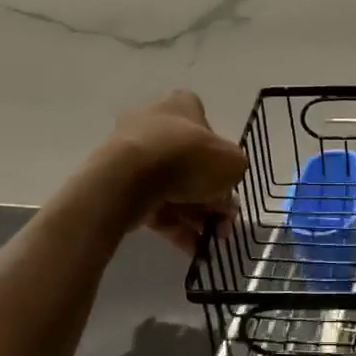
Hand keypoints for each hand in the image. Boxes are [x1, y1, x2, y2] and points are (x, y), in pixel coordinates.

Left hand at [99, 90, 246, 252]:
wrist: (131, 178)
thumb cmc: (189, 158)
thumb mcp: (232, 163)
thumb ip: (234, 172)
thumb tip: (224, 190)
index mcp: (181, 106)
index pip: (206, 128)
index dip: (221, 157)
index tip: (229, 183)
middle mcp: (154, 123)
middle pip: (191, 163)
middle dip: (212, 197)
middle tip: (226, 222)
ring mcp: (134, 155)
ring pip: (174, 188)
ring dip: (197, 216)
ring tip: (212, 242)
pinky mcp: (120, 185)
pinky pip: (155, 207)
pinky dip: (176, 227)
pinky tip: (194, 250)